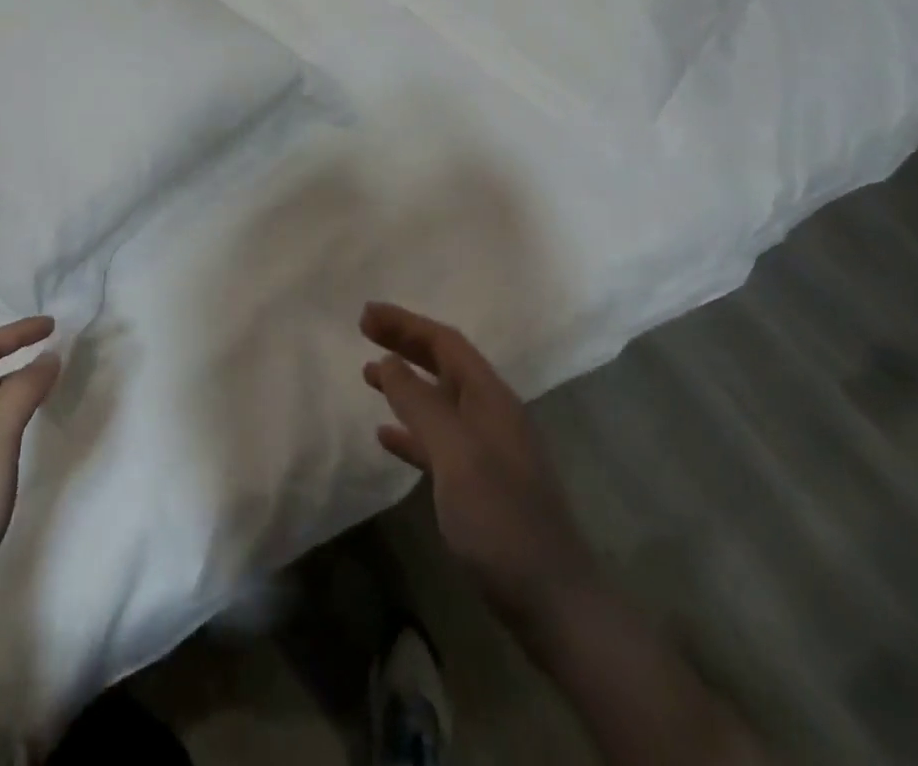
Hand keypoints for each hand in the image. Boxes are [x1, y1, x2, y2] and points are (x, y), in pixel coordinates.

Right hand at [361, 302, 590, 629]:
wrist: (553, 602)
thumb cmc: (501, 519)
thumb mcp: (456, 455)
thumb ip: (420, 405)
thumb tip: (389, 362)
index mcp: (491, 398)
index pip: (445, 343)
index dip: (406, 324)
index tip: (366, 315)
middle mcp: (491, 414)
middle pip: (444, 365)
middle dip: (405, 344)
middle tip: (364, 331)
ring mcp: (488, 450)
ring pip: (439, 400)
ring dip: (405, 384)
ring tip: (368, 375)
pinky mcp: (481, 485)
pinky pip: (439, 441)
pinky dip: (411, 430)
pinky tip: (387, 436)